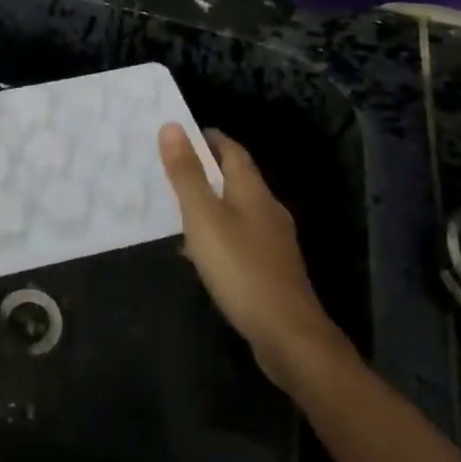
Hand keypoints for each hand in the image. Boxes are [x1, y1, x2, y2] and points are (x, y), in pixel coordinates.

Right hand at [158, 125, 351, 379]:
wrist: (288, 335)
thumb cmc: (241, 268)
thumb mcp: (204, 218)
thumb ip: (187, 174)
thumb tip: (172, 126)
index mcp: (253, 191)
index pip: (233, 151)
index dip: (209, 139)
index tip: (181, 133)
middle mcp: (268, 210)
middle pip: (238, 178)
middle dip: (208, 169)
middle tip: (172, 167)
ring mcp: (273, 242)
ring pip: (238, 209)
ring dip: (212, 202)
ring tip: (179, 206)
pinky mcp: (271, 270)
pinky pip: (240, 238)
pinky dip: (218, 233)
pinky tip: (200, 252)